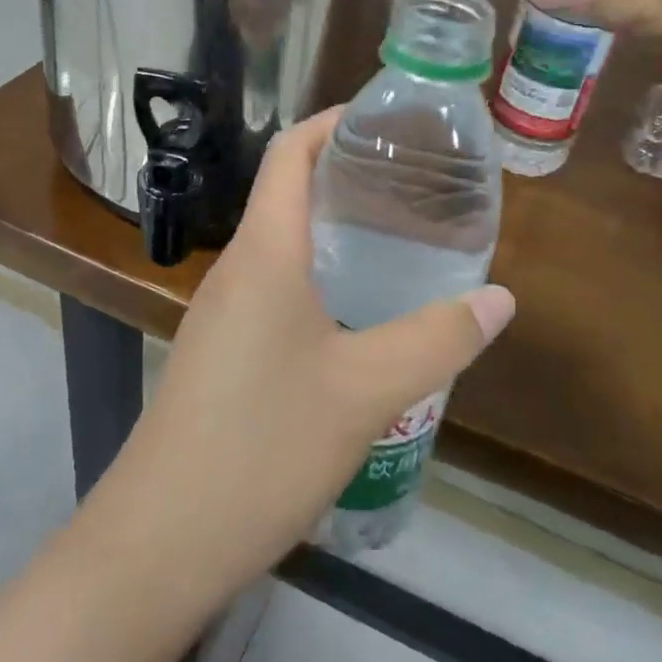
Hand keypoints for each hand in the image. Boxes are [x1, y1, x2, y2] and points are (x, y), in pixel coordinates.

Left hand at [75, 109, 514, 607]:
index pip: (290, 153)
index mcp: (265, 252)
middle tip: (413, 185)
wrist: (161, 541)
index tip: (385, 121)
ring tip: (397, 241)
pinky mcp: (220, 351)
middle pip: (287, 192)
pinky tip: (357, 316)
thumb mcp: (367, 390)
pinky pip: (272, 288)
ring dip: (334, 231)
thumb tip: (500, 298)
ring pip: (282, 245)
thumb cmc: (263, 446)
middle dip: (346, 175)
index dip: (332, 123)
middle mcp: (237, 268)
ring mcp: (221, 311)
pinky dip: (318, 277)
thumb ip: (437, 339)